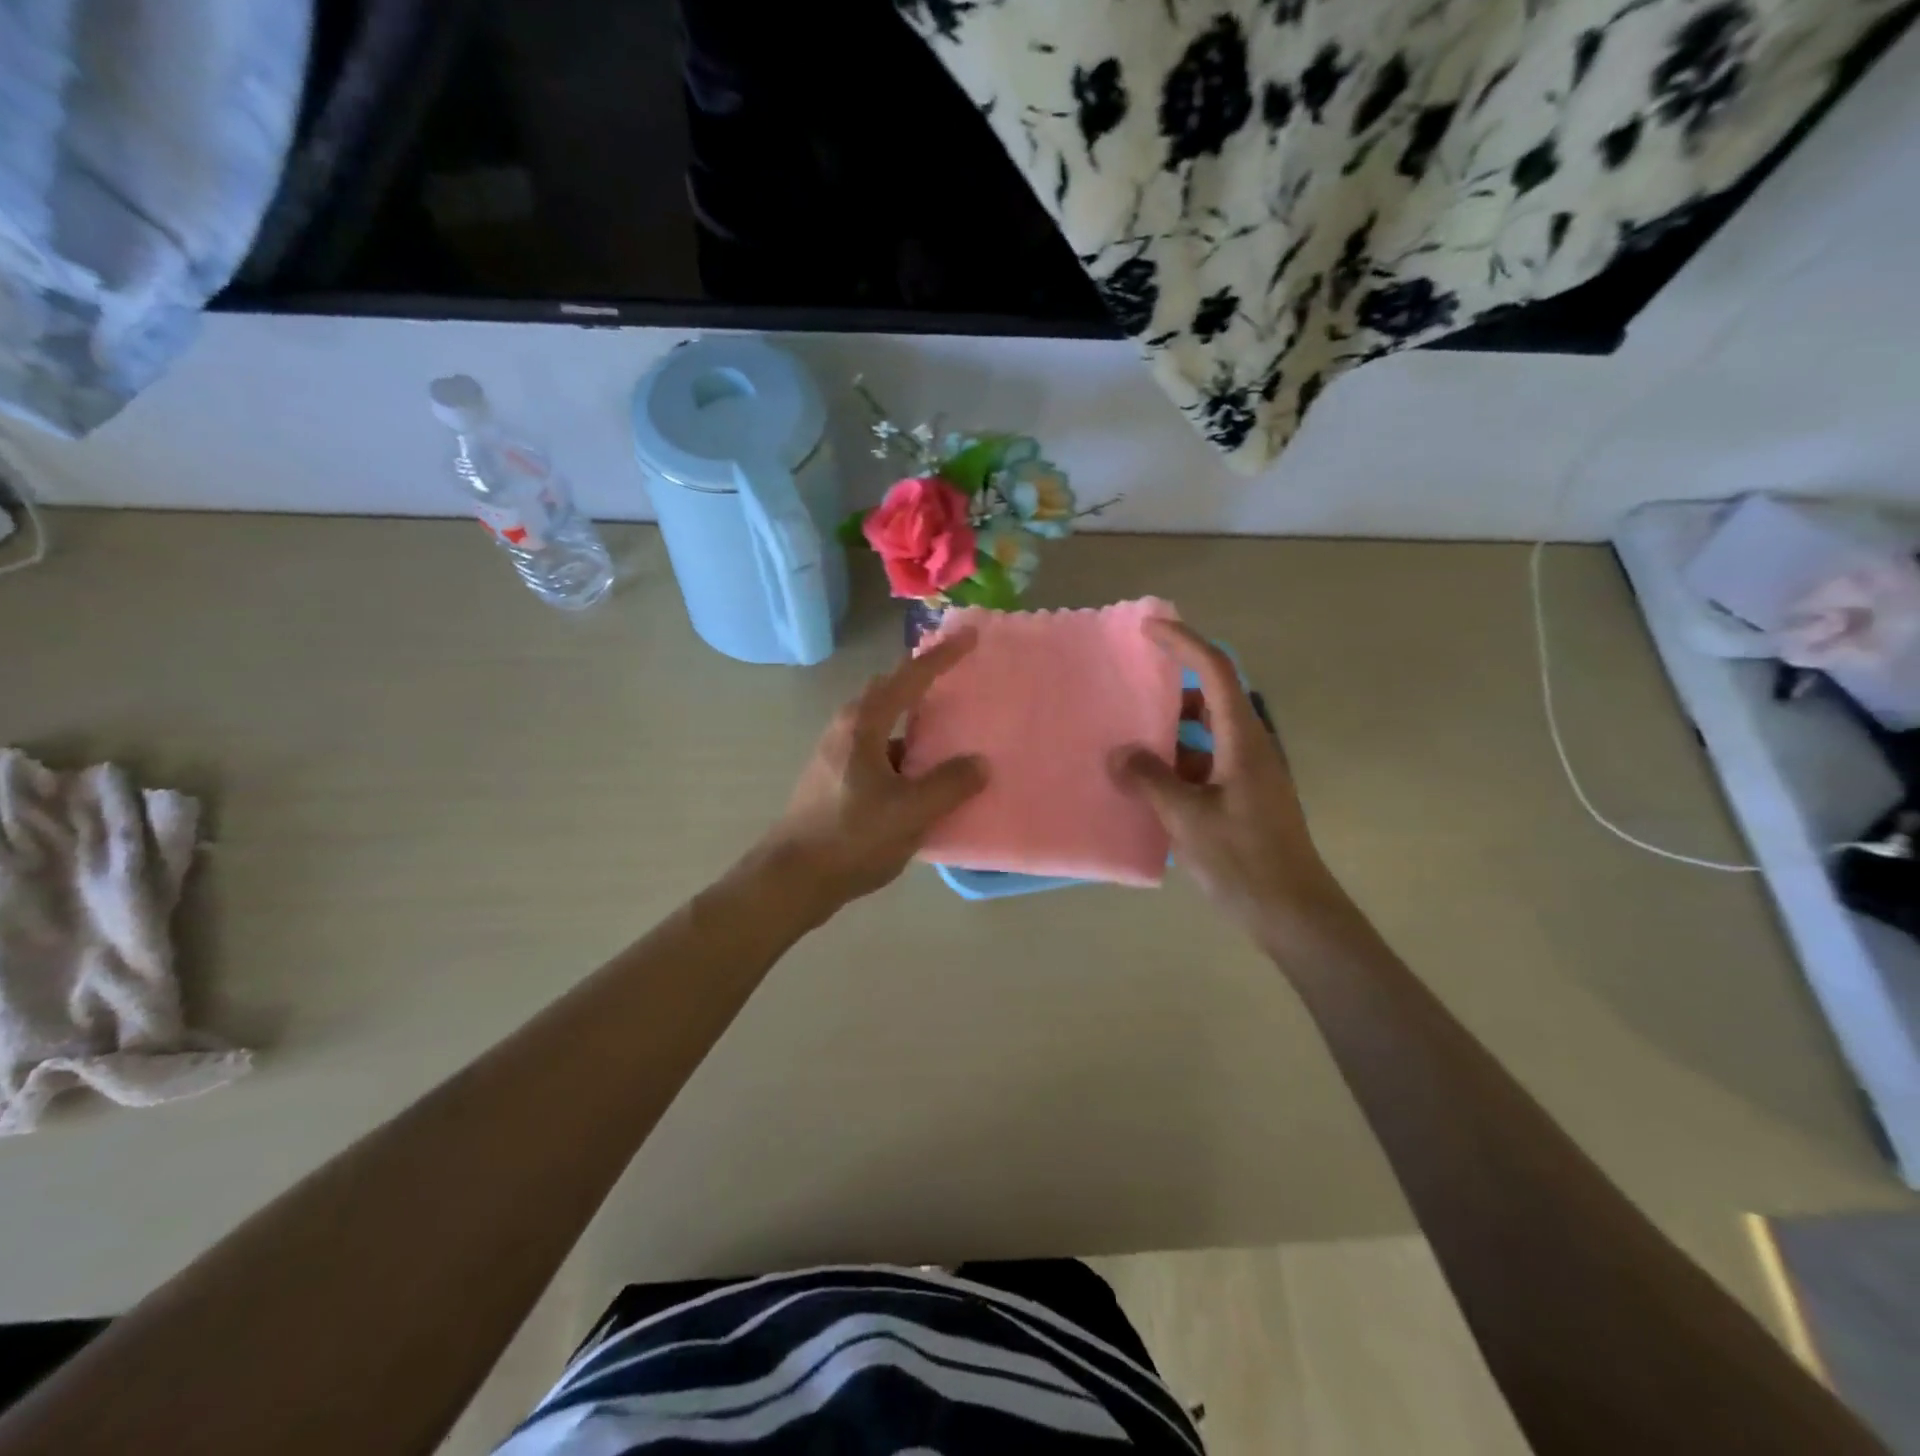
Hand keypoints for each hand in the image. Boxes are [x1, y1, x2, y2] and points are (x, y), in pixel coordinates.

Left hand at [755, 629, 987, 912]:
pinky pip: (880, 750)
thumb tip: (979, 764)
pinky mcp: (837, 778)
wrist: (792, 878)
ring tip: (951, 726)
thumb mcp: (910, 813)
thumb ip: (950, 784)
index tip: (971, 636)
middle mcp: (847, 729)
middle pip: (891, 691)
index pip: (909, 677)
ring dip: (915, 719)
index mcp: (863, 724)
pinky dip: (906, 751)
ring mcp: (838, 754)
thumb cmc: (850, 837)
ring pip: (884, 723)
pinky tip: (925, 774)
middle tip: (959, 674)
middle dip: (924, 678)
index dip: (942, 655)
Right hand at [1111, 621, 1349, 939]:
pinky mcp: (1243, 799)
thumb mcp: (1187, 818)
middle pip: (1212, 698)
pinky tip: (1146, 782)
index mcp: (1242, 741)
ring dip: (1171, 730)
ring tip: (1127, 736)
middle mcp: (1249, 749)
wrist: (1292, 912)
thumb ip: (1150, 780)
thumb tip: (1119, 753)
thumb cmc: (1243, 859)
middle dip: (1173, 686)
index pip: (1216, 672)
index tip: (1150, 628)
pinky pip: (1205, 764)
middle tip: (1130, 686)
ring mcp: (1248, 775)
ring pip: (1206, 734)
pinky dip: (1176, 762)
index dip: (1185, 643)